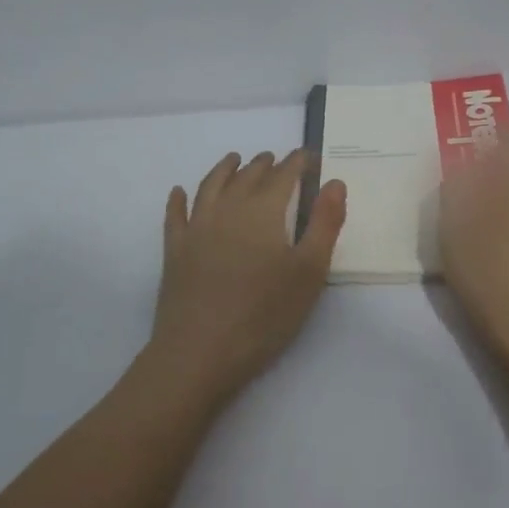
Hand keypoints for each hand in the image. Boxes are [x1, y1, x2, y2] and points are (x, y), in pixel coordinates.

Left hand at [145, 150, 346, 405]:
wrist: (200, 352)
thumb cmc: (264, 314)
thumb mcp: (309, 271)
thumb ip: (325, 223)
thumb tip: (334, 182)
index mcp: (263, 211)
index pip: (284, 175)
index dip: (298, 163)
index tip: (309, 156)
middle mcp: (227, 209)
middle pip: (247, 176)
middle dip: (264, 164)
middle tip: (276, 159)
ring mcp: (196, 228)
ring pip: (210, 186)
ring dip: (224, 169)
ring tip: (234, 159)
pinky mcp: (175, 251)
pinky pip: (175, 215)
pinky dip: (178, 199)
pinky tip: (179, 192)